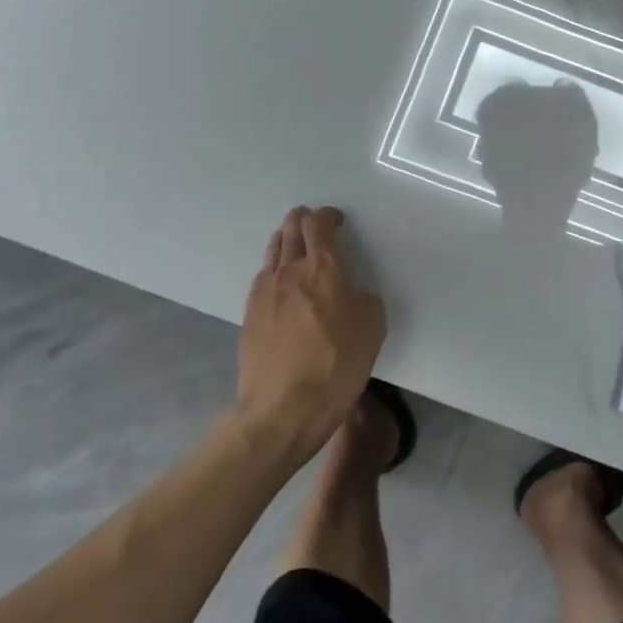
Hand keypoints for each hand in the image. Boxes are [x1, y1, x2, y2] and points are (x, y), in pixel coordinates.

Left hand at [234, 207, 387, 459]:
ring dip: (285, 239)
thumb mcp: (373, 326)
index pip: (318, 225)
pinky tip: (281, 281)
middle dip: (302, 219)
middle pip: (290, 230)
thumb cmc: (338, 364)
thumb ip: (363, 297)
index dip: (327, 216)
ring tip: (294, 243)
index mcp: (323, 268)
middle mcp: (289, 270)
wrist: (284, 407)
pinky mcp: (249, 314)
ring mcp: (264, 292)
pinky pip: (263, 278)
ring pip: (273, 251)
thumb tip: (351, 292)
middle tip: (312, 222)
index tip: (337, 220)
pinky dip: (274, 268)